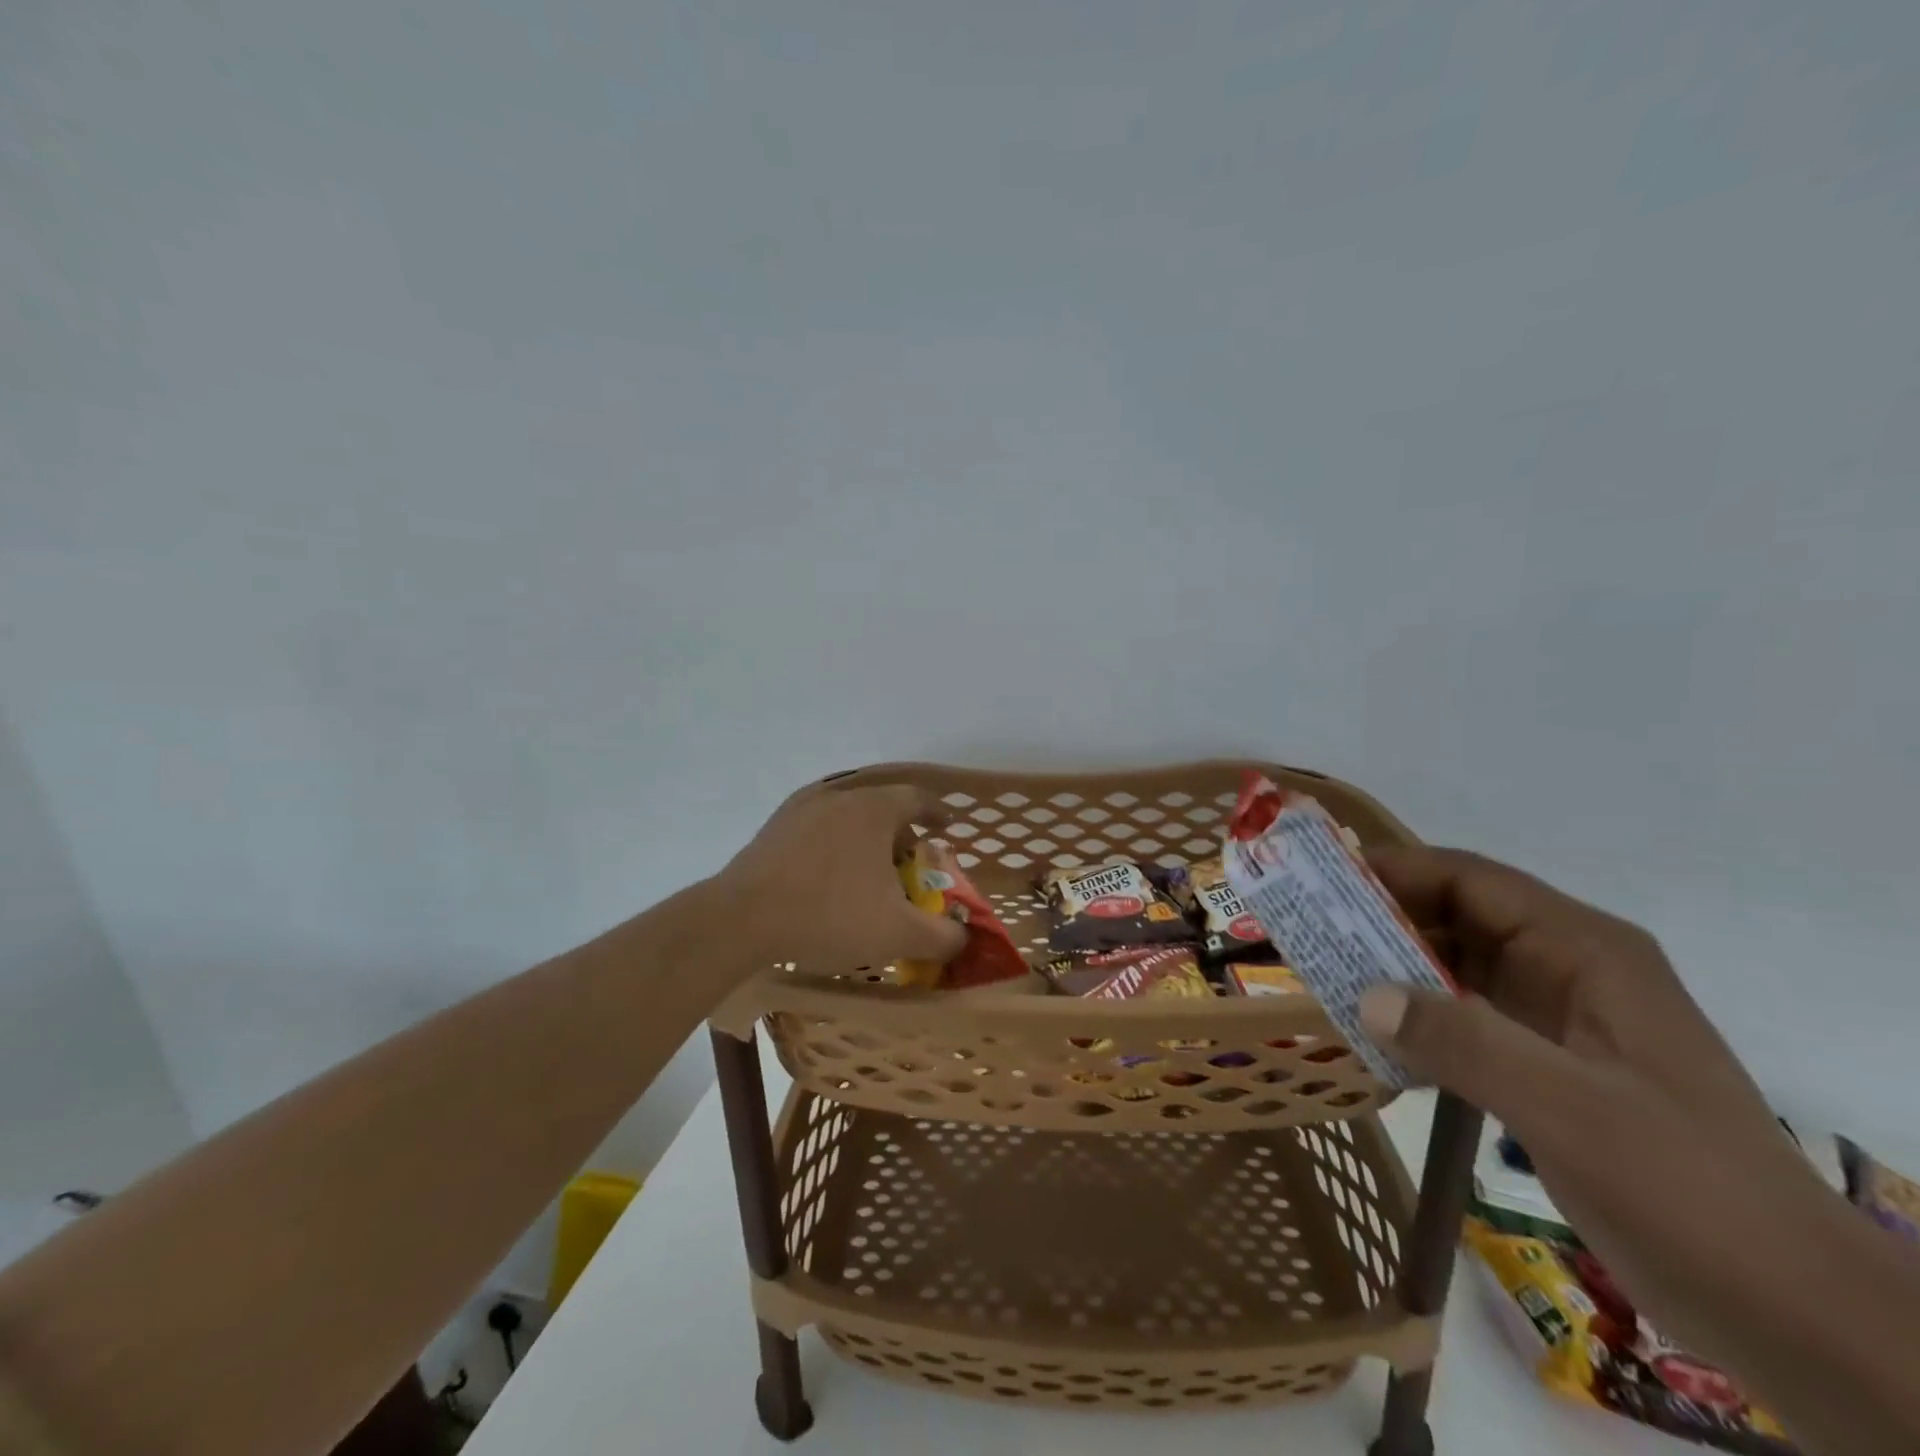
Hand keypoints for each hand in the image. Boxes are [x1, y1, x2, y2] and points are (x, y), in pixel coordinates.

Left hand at [714, 780, 966, 976]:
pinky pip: (817, 827)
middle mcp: (840, 796)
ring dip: (865, 837)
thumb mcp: (897, 933)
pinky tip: (827, 874)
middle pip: (882, 806)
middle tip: (908, 863)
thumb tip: (963, 936)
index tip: (948, 828)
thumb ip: (942, 936)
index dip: (938, 813)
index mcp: (874, 809)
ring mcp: (801, 808)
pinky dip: (833, 844)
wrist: (741, 920)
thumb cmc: (829, 915)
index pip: (918, 799)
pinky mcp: (773, 827)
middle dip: (901, 832)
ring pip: (847, 815)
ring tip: (867, 872)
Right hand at [1357, 848, 1828, 1361]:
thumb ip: (1464, 1042)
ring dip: (1392, 966)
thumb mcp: (1570, 1108)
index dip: (1396, 870)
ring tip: (1321, 974)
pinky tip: (1370, 1034)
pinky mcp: (1545, 1062)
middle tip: (1306, 929)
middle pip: (1457, 916)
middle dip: (1382, 917)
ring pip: (1456, 966)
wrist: (1791, 1310)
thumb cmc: (1689, 1188)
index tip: (1321, 881)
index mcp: (1585, 951)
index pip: (1472, 881)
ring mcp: (1558, 1016)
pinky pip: (1463, 1015)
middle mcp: (1568, 967)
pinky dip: (1415, 1015)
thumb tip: (1362, 994)